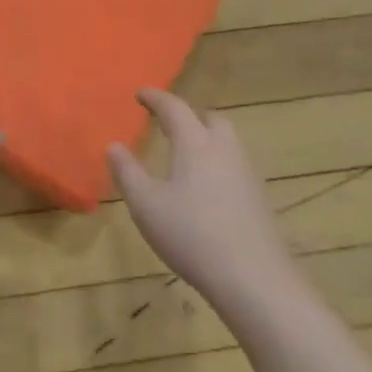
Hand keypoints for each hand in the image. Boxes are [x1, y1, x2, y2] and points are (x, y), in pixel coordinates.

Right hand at [108, 90, 295, 302]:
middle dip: (188, 116)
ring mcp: (247, 174)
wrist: (253, 277)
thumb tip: (113, 145)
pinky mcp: (258, 199)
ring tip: (183, 155)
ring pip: (226, 143)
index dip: (156, 98)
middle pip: (210, 119)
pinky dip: (216, 164)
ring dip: (205, 139)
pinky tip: (204, 189)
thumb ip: (127, 172)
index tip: (141, 94)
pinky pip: (234, 166)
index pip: (175, 108)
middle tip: (166, 125)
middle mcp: (225, 150)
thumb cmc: (190, 234)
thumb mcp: (146, 204)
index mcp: (196, 144)